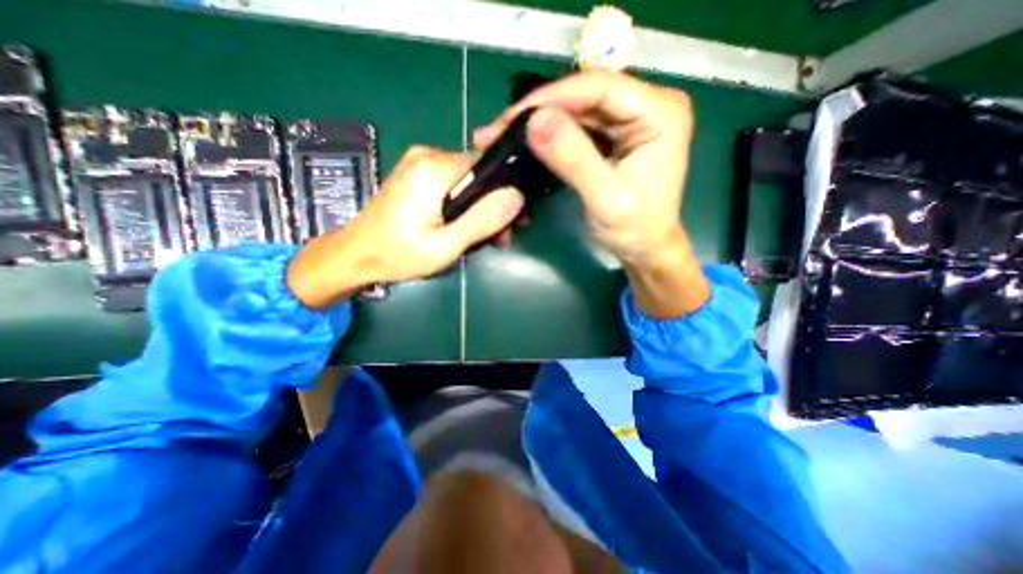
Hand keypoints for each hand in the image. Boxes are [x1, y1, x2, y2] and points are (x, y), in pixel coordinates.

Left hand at [288, 146, 521, 309]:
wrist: (355, 254)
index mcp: (436, 169)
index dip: (506, 193)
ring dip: (480, 207)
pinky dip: (464, 203)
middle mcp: (428, 155)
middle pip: (479, 173)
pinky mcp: (415, 173)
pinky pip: (452, 182)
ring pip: (468, 179)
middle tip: (499, 237)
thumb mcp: (445, 245)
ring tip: (483, 237)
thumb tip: (516, 196)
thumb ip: (481, 220)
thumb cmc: (399, 254)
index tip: (513, 222)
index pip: (488, 165)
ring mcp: (419, 162)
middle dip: (493, 205)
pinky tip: (463, 225)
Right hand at [474, 71, 708, 317]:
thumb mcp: (606, 198)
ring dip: (539, 123)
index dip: (553, 97)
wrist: (644, 249)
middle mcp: (647, 106)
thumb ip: (574, 159)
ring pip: (576, 111)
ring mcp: (629, 120)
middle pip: (585, 96)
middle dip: (539, 112)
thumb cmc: (635, 230)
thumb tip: (534, 120)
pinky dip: (550, 136)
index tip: (512, 115)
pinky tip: (527, 142)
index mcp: (660, 113)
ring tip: (503, 136)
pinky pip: (577, 128)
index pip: (600, 88)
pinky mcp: (614, 136)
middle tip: (498, 129)